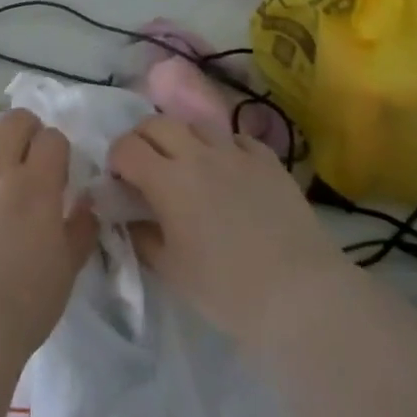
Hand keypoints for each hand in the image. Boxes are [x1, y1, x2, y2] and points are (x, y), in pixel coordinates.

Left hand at [0, 109, 98, 359]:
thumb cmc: (25, 302)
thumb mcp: (68, 269)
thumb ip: (81, 229)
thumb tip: (87, 203)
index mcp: (37, 185)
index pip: (52, 139)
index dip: (57, 148)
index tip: (56, 169)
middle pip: (13, 122)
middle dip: (25, 128)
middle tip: (27, 150)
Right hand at [109, 116, 339, 346]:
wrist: (300, 293)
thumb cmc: (226, 289)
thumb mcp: (171, 270)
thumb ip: (142, 237)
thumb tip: (128, 218)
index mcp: (168, 179)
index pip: (127, 147)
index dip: (116, 159)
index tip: (119, 181)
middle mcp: (198, 154)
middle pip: (157, 123)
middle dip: (143, 139)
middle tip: (145, 167)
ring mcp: (236, 152)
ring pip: (197, 124)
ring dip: (182, 139)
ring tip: (187, 165)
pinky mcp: (268, 160)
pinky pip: (236, 139)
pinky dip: (223, 148)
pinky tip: (228, 171)